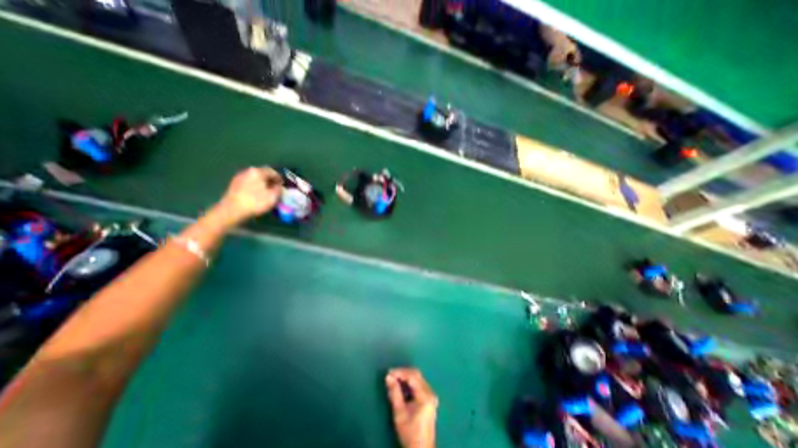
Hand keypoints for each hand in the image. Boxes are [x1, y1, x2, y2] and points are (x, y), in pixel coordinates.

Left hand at [213, 166, 284, 224]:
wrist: (232, 210)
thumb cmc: (256, 202)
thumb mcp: (273, 196)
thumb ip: (279, 189)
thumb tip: (278, 186)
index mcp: (258, 171)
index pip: (273, 171)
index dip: (280, 178)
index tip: (283, 185)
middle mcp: (248, 171)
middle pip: (263, 173)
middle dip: (270, 180)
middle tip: (276, 188)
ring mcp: (239, 177)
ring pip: (255, 178)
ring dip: (262, 184)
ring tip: (267, 192)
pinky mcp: (234, 185)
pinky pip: (249, 183)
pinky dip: (254, 187)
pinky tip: (256, 195)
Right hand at [384, 367, 435, 447]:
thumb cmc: (410, 433)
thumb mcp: (399, 413)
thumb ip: (394, 393)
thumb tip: (388, 377)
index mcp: (425, 395)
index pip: (412, 376)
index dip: (400, 372)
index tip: (389, 372)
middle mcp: (430, 392)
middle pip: (416, 375)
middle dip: (403, 373)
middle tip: (391, 375)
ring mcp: (431, 395)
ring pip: (418, 378)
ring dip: (406, 377)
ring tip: (394, 379)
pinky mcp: (429, 398)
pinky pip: (419, 384)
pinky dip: (410, 383)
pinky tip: (402, 386)